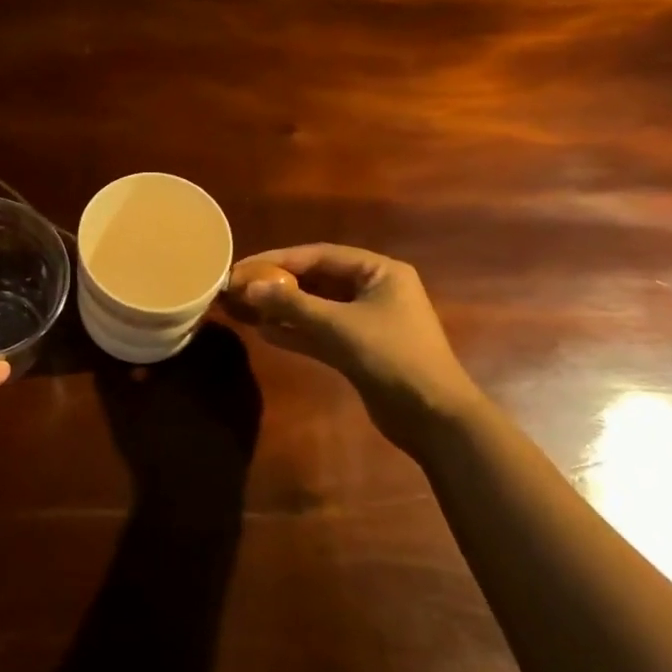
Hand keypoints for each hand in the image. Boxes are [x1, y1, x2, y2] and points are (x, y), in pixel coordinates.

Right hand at [228, 244, 483, 455]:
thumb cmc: (392, 357)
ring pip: (316, 308)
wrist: (433, 416)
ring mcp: (366, 321)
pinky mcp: (359, 350)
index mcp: (379, 272)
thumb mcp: (339, 326)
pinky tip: (265, 332)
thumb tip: (248, 287)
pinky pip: (320, 332)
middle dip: (278, 284)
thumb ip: (292, 304)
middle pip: (316, 280)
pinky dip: (295, 331)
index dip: (278, 259)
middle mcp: (373, 290)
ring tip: (245, 309)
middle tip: (239, 287)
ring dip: (283, 309)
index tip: (243, 266)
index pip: (320, 255)